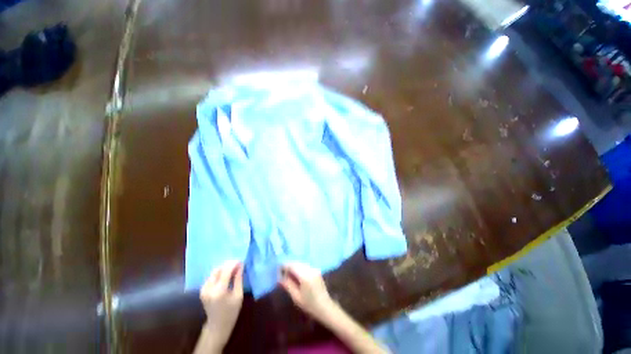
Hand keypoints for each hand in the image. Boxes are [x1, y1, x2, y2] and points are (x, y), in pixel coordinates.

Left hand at [199, 260, 243, 350]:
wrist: (217, 326)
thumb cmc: (231, 312)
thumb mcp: (238, 295)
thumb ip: (238, 279)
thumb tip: (240, 265)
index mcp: (219, 291)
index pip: (226, 271)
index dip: (234, 264)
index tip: (241, 261)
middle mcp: (209, 288)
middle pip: (218, 269)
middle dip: (228, 265)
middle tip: (238, 265)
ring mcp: (204, 289)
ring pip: (214, 272)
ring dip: (224, 268)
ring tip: (233, 270)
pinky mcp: (202, 290)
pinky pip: (211, 277)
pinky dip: (219, 273)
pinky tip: (226, 276)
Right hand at [279, 262, 334, 319]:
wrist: (325, 307)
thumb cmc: (309, 305)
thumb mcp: (296, 297)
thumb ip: (288, 285)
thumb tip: (279, 278)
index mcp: (305, 275)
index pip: (292, 265)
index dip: (284, 266)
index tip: (277, 269)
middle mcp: (310, 269)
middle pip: (297, 263)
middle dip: (289, 265)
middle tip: (281, 272)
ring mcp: (314, 268)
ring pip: (301, 263)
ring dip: (294, 266)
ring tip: (287, 274)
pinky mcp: (316, 270)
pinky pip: (305, 266)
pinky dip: (299, 268)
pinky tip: (296, 275)